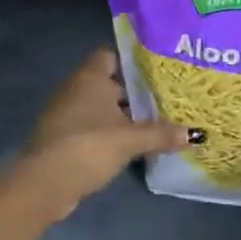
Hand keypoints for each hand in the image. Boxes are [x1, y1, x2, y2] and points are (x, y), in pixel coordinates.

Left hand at [19, 49, 193, 216]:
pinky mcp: (62, 138)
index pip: (111, 55)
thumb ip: (161, 134)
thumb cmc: (88, 146)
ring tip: (153, 123)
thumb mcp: (130, 140)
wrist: (44, 184)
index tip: (157, 72)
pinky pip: (91, 127)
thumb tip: (196, 134)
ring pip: (100, 107)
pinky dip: (107, 133)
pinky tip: (129, 146)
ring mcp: (65, 114)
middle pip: (109, 83)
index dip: (132, 62)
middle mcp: (75, 89)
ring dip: (121, 116)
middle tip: (164, 99)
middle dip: (133, 92)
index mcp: (90, 77)